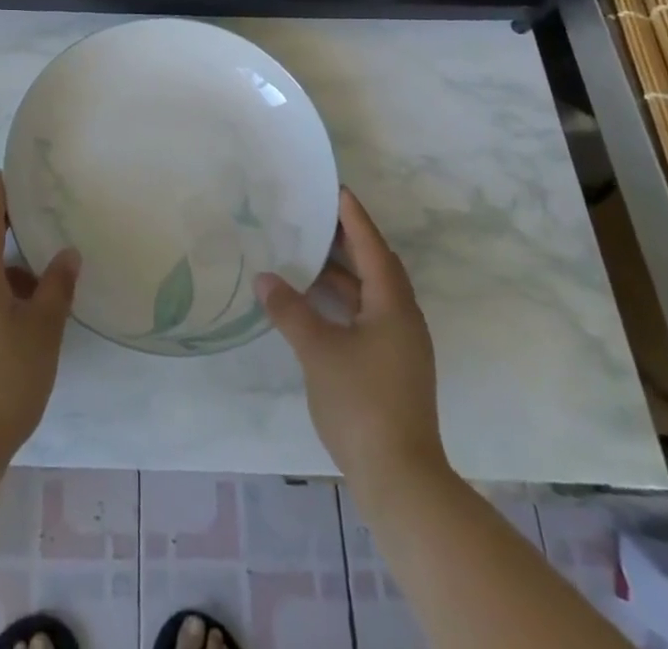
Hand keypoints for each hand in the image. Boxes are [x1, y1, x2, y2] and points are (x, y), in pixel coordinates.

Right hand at [256, 188, 447, 489]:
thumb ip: (290, 310)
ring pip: (371, 294)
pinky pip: (368, 315)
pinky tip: (316, 303)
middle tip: (317, 216)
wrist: (400, 479)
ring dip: (344, 273)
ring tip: (308, 253)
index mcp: (393, 305)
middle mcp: (403, 318)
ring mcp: (400, 346)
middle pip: (376, 266)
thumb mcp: (318, 351)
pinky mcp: (392, 367)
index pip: (372, 247)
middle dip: (349, 240)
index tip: (336, 188)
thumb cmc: (361, 403)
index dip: (353, 216)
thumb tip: (264, 277)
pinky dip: (344, 301)